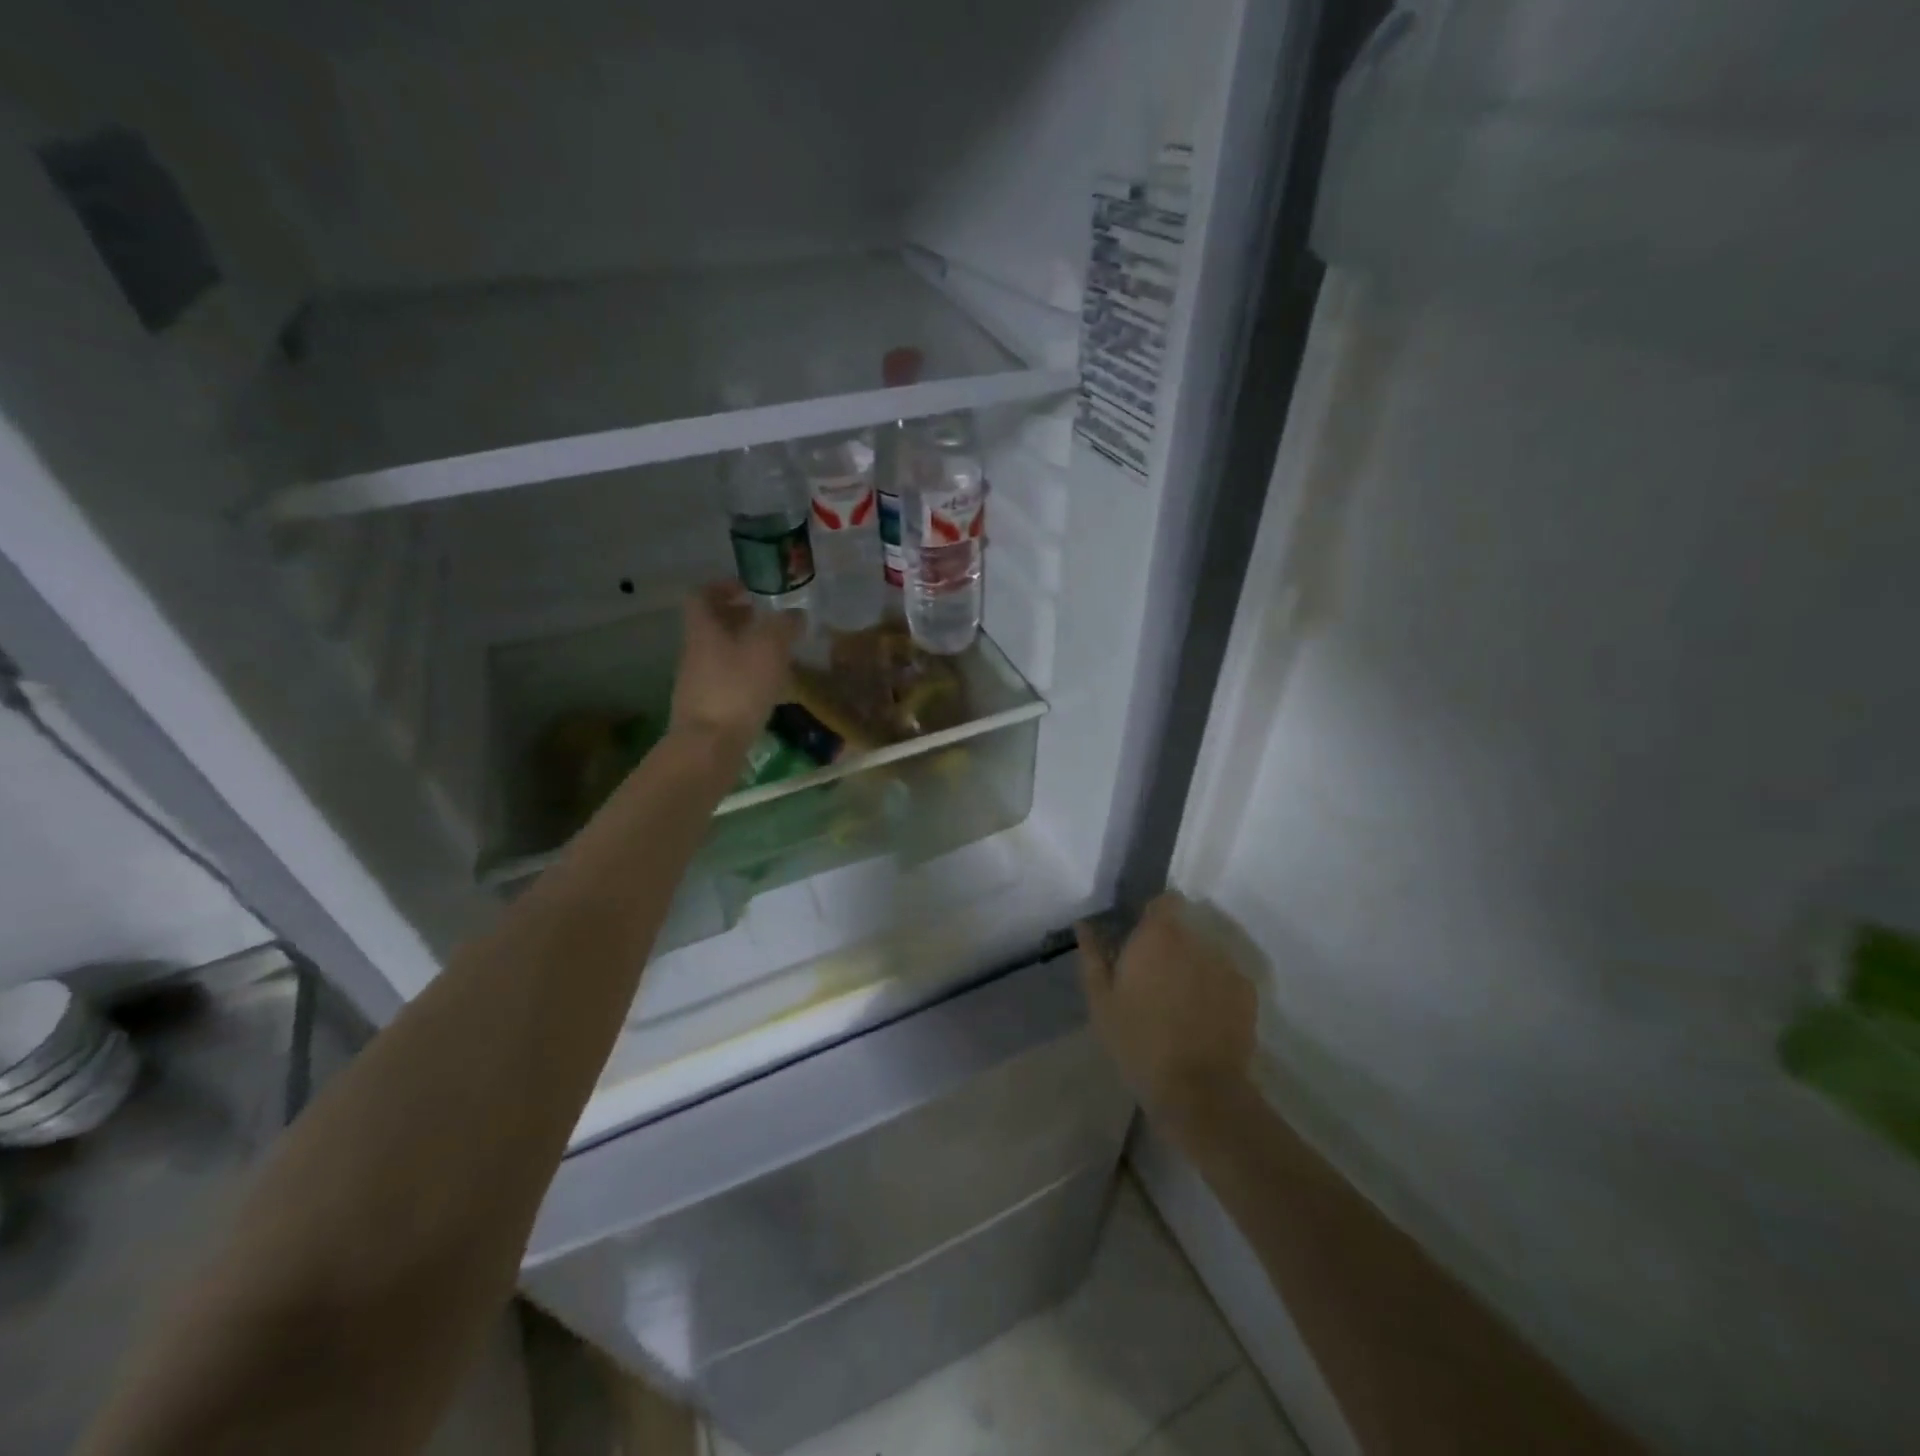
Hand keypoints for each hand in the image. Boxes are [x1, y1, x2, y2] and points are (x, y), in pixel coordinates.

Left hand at [670, 582, 802, 751]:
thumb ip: (784, 626)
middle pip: (713, 625)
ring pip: (722, 654)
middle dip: (741, 619)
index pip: (702, 594)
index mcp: (704, 628)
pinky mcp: (708, 709)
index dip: (723, 586)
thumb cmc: (738, 687)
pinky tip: (771, 689)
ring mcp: (698, 682)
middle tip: (770, 621)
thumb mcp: (769, 648)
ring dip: (746, 650)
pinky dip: (748, 678)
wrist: (709, 746)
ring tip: (778, 656)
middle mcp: (695, 651)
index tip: (749, 588)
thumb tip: (795, 614)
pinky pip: (729, 682)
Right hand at [1077, 894, 1257, 1131]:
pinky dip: (1214, 989)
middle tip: (1154, 980)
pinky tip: (1202, 1019)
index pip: (1165, 901)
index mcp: (1158, 936)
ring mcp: (1226, 965)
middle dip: (1171, 946)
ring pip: (1205, 954)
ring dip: (1193, 967)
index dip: (1153, 916)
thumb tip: (1085, 924)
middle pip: (1184, 929)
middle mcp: (1196, 940)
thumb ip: (1093, 956)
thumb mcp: (1101, 1001)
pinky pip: (1225, 978)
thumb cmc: (1138, 1042)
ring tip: (1179, 1004)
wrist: (1197, 1090)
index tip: (1140, 939)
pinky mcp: (1247, 992)